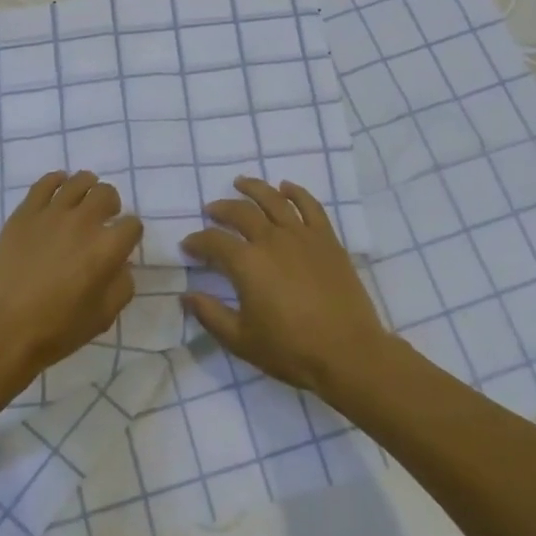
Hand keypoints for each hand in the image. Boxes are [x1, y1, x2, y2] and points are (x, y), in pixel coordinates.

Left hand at [0, 170, 141, 407]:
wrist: (1, 332)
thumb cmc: (56, 331)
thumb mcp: (103, 317)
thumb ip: (121, 286)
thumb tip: (120, 265)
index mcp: (106, 249)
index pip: (132, 225)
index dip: (130, 235)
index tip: (122, 245)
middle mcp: (83, 222)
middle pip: (107, 194)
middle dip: (111, 206)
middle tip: (103, 220)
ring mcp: (51, 214)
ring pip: (79, 181)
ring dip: (88, 188)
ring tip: (82, 202)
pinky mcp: (24, 213)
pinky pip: (45, 183)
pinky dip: (57, 181)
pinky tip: (59, 189)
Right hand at [180, 176, 394, 403]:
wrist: (348, 353)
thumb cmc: (291, 349)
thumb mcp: (241, 340)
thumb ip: (210, 315)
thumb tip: (186, 296)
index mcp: (247, 263)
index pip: (213, 242)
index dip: (197, 242)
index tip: (188, 246)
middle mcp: (272, 240)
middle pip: (240, 213)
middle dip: (221, 209)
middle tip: (211, 210)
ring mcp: (302, 236)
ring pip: (274, 200)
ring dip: (254, 188)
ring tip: (241, 183)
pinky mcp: (327, 240)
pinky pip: (310, 206)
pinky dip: (296, 192)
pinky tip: (286, 187)